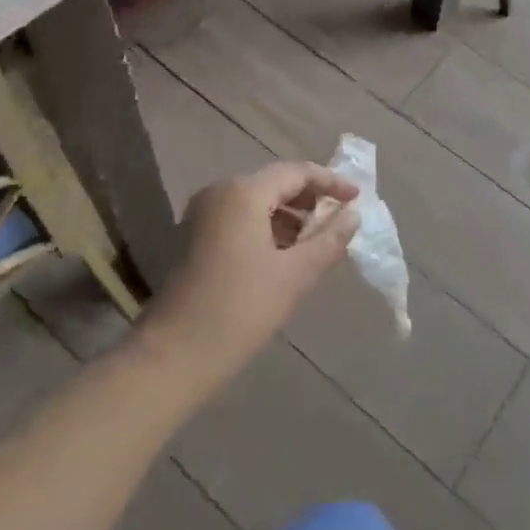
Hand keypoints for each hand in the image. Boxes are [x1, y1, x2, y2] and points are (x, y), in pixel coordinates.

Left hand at [136, 161, 360, 391]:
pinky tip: (285, 254)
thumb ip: (329, 240)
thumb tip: (352, 216)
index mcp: (243, 192)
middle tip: (340, 219)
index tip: (357, 198)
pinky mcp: (193, 236)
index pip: (297, 172)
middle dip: (310, 199)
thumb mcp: (295, 275)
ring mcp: (202, 214)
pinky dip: (267, 228)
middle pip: (275, 184)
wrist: (173, 357)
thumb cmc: (240, 310)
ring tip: (317, 241)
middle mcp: (220, 192)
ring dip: (289, 216)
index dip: (330, 182)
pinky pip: (240, 218)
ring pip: (257, 202)